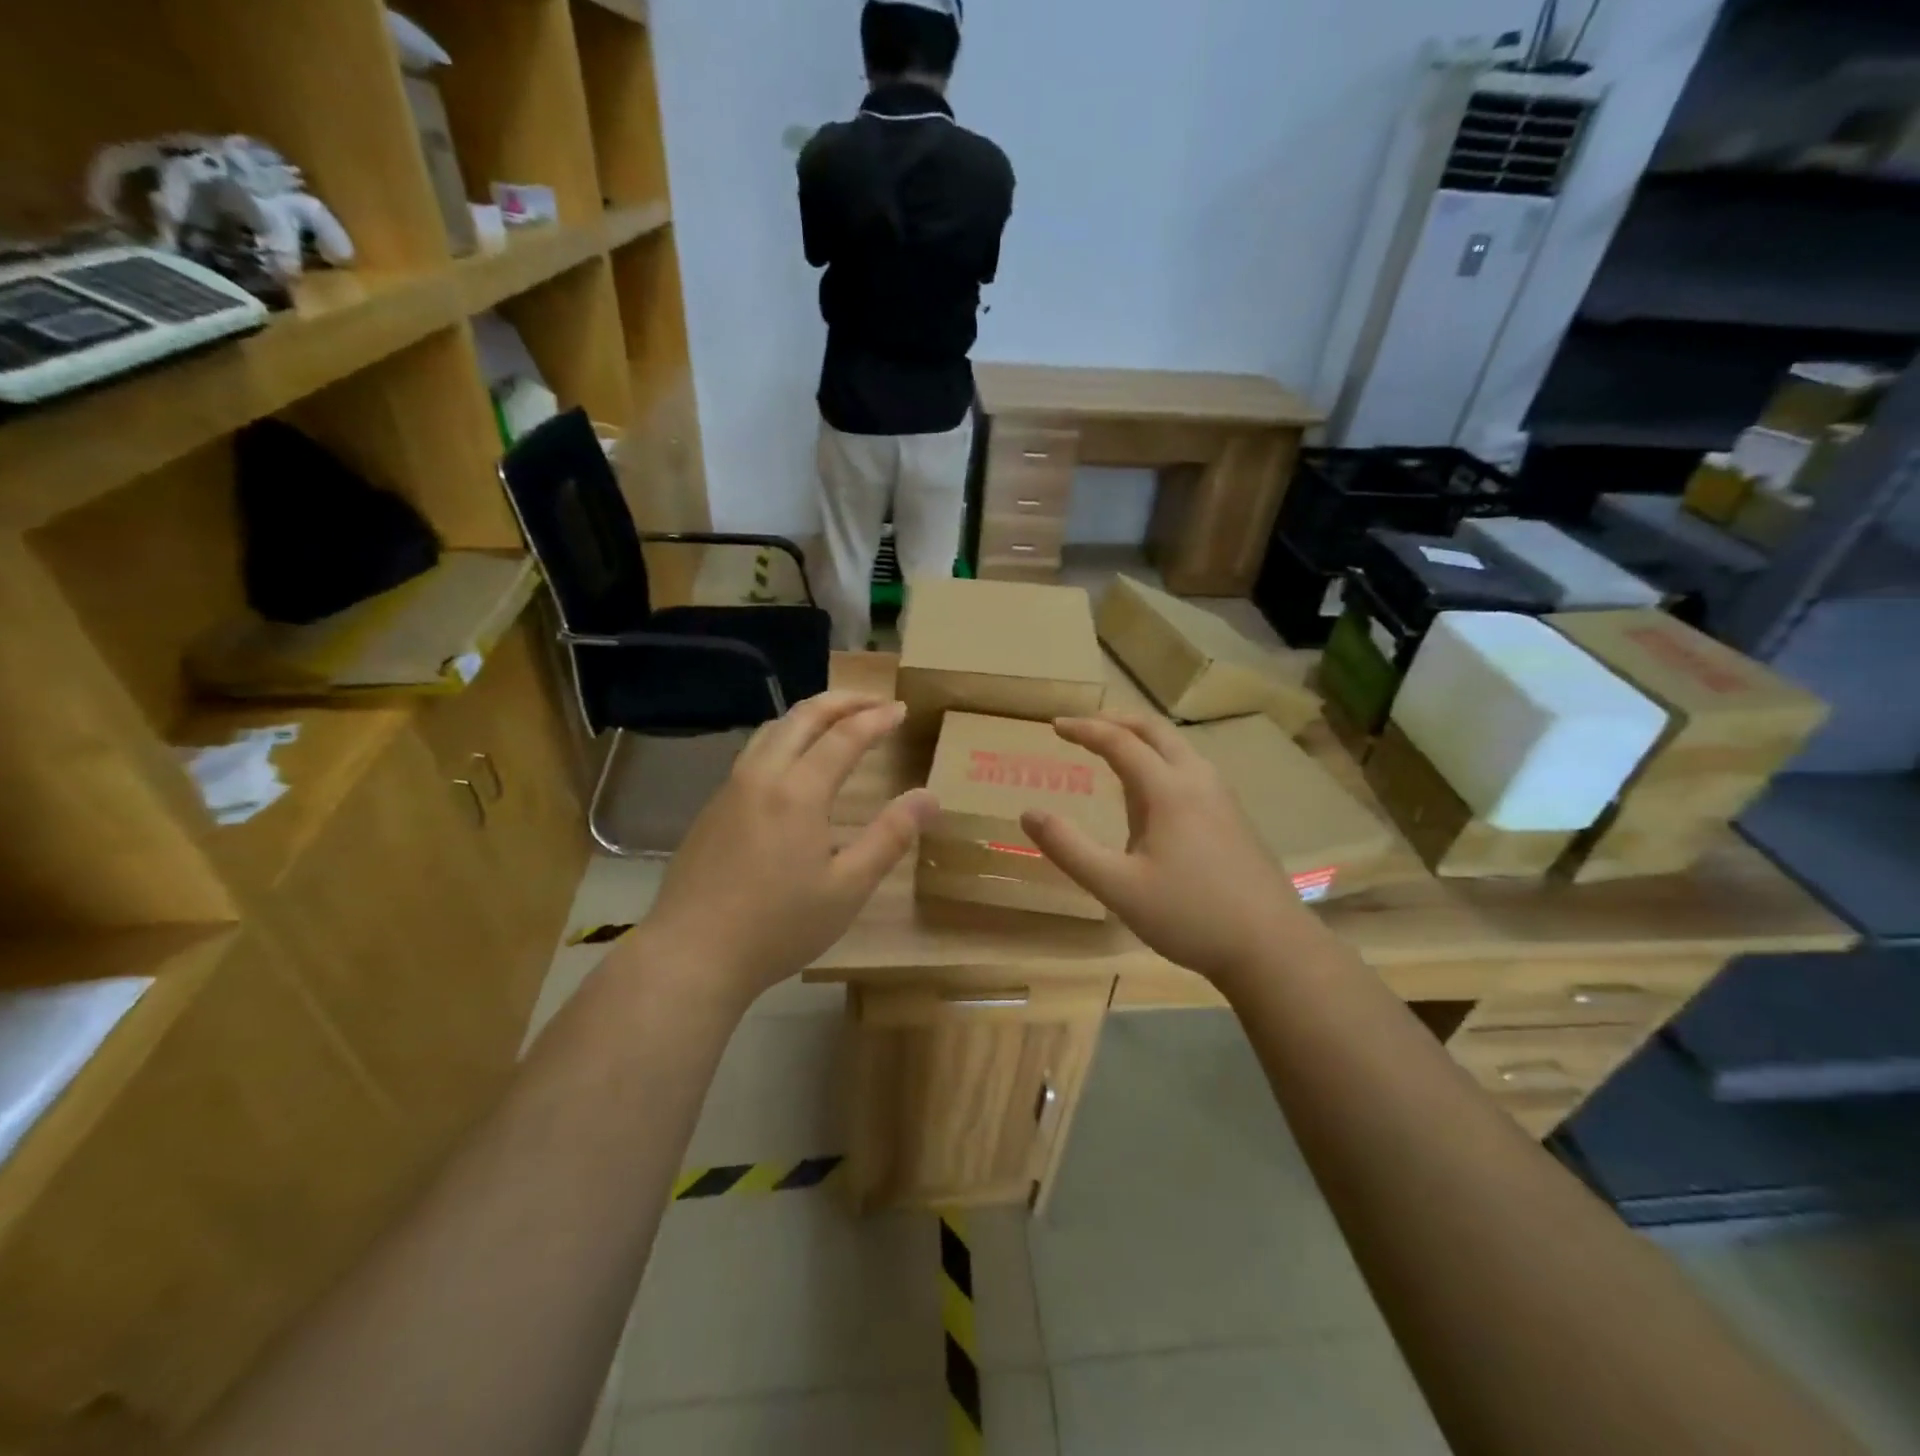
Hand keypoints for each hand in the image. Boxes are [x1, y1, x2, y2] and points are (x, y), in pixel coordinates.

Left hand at [634, 693, 936, 1007]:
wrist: (691, 955)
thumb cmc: (778, 926)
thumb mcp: (848, 888)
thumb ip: (889, 837)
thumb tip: (929, 797)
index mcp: (798, 791)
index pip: (844, 736)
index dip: (876, 718)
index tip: (901, 709)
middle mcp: (761, 776)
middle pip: (802, 717)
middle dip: (842, 701)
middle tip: (874, 701)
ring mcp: (730, 790)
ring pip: (772, 730)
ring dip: (809, 715)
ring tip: (836, 720)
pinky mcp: (711, 809)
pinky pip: (753, 753)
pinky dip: (784, 738)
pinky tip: (792, 764)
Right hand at [1020, 714, 1316, 987]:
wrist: (1272, 947)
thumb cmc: (1189, 915)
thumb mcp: (1117, 887)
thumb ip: (1069, 849)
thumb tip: (1029, 814)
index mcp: (1168, 790)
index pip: (1120, 742)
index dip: (1085, 729)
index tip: (1055, 725)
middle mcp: (1198, 780)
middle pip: (1155, 731)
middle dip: (1116, 721)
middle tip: (1084, 727)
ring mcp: (1222, 797)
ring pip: (1178, 748)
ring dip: (1142, 740)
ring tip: (1114, 753)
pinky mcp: (1234, 817)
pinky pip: (1191, 769)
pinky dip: (1161, 760)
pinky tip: (1153, 796)